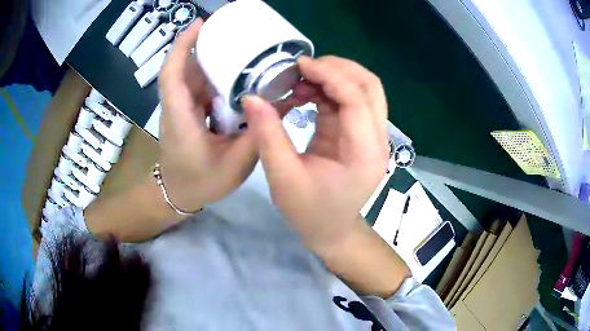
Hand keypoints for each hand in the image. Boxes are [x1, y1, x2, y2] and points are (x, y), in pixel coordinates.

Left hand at [157, 19, 311, 211]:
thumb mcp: (235, 163)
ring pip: (192, 76)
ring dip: (211, 59)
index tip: (200, 24)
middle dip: (205, 45)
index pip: (172, 74)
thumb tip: (286, 103)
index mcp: (180, 117)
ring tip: (239, 49)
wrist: (176, 195)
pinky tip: (234, 76)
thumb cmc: (200, 182)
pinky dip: (214, 76)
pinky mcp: (186, 112)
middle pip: (185, 68)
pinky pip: (199, 87)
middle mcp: (176, 107)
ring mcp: (180, 109)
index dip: (183, 46)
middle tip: (233, 31)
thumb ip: (259, 134)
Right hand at [243, 56, 389, 253]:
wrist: (332, 231)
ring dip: (335, 76)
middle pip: (370, 86)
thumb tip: (252, 97)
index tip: (299, 64)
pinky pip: (352, 100)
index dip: (330, 75)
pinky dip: (331, 89)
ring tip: (301, 79)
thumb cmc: (309, 212)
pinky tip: (307, 92)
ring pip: (364, 89)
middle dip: (338, 68)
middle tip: (303, 67)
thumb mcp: (283, 178)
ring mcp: (373, 135)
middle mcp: (377, 139)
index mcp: (364, 152)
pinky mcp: (361, 134)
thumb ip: (268, 136)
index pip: (356, 99)